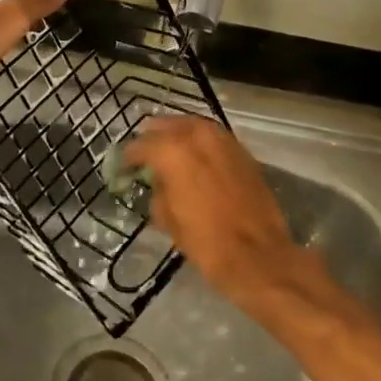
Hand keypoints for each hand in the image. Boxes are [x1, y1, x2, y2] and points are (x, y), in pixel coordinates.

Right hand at [123, 116, 332, 318]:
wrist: (258, 255)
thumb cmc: (205, 240)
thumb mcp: (166, 217)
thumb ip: (157, 189)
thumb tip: (158, 181)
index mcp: (171, 151)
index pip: (139, 145)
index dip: (128, 158)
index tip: (122, 168)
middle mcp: (196, 136)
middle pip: (166, 125)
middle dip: (153, 138)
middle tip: (145, 155)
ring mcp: (223, 140)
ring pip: (192, 126)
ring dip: (178, 136)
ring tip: (169, 153)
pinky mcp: (242, 152)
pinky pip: (213, 138)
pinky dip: (201, 144)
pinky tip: (195, 159)